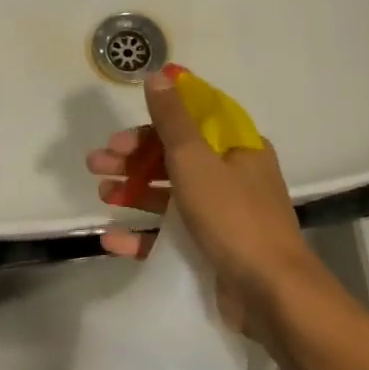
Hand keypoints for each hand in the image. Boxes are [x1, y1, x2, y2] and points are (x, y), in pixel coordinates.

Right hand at [86, 67, 317, 334]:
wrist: (272, 294)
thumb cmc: (233, 216)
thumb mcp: (196, 160)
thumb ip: (172, 119)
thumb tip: (159, 75)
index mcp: (238, 148)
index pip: (190, 123)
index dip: (152, 124)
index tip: (120, 134)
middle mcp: (234, 176)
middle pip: (176, 158)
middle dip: (134, 158)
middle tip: (96, 163)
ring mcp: (225, 215)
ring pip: (171, 195)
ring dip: (135, 191)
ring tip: (101, 193)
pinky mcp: (214, 251)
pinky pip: (173, 236)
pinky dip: (143, 235)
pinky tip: (111, 239)